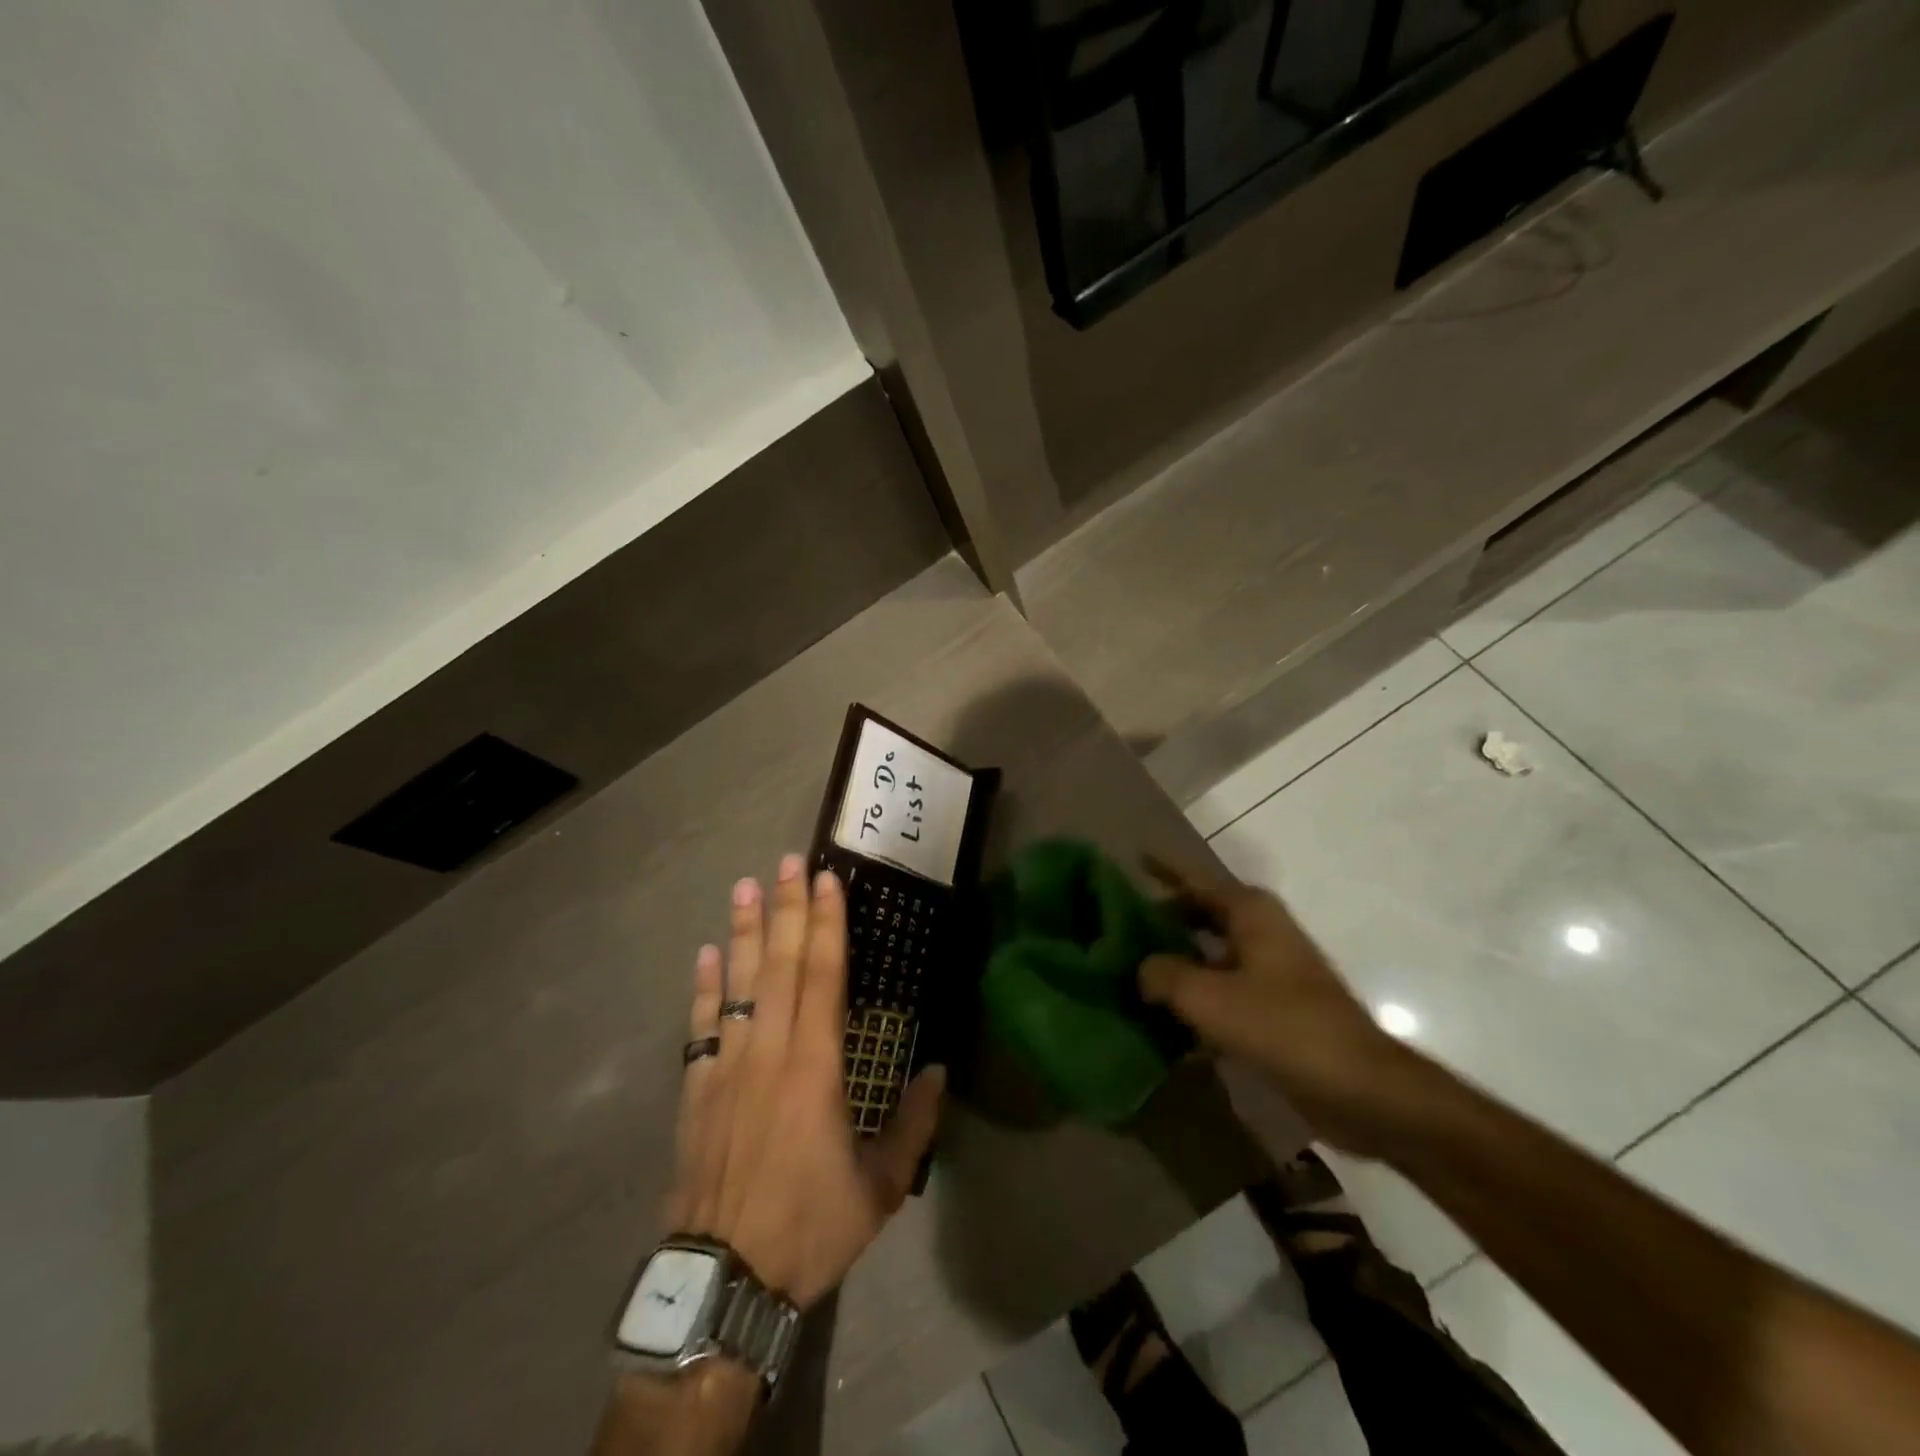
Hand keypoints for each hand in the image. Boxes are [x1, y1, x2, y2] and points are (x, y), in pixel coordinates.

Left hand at [664, 855, 943, 1307]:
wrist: (723, 1280)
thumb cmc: (809, 1227)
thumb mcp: (879, 1187)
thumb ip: (913, 1125)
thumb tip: (939, 1071)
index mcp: (816, 1066)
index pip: (823, 976)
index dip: (827, 923)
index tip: (825, 879)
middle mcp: (770, 1051)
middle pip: (780, 964)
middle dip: (787, 907)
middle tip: (786, 860)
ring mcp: (727, 1065)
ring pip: (737, 983)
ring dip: (742, 931)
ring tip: (745, 886)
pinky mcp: (696, 1089)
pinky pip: (700, 1025)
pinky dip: (703, 987)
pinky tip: (705, 954)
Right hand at [1138, 856, 1411, 1156]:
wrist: (1358, 1087)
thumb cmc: (1281, 1025)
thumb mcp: (1207, 997)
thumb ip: (1163, 975)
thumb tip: (1142, 969)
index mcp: (1250, 913)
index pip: (1195, 879)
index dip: (1165, 867)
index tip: (1135, 855)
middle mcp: (1261, 932)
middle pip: (1202, 913)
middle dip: (1164, 916)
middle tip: (1120, 922)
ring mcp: (1271, 970)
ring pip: (1210, 953)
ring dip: (1177, 959)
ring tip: (1133, 967)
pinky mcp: (1275, 1008)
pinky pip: (1223, 988)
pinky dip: (1196, 994)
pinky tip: (1164, 1016)